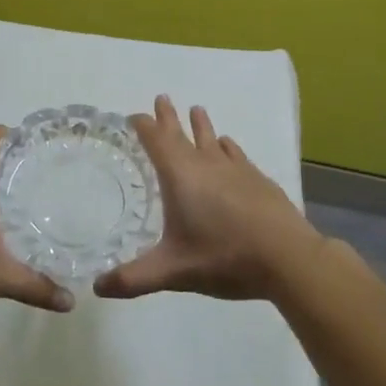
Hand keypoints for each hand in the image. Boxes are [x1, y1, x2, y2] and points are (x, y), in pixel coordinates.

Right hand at [94, 95, 321, 302]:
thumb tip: (97, 287)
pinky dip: (226, 147)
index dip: (144, 126)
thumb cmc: (224, 257)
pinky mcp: (257, 179)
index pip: (156, 141)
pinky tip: (227, 146)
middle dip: (168, 117)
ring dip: (201, 125)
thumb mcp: (173, 271)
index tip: (133, 116)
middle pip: (182, 133)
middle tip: (162, 98)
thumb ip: (134, 278)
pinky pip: (236, 155)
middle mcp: (205, 164)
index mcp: (180, 176)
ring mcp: (235, 169)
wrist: (288, 256)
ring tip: (197, 109)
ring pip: (212, 139)